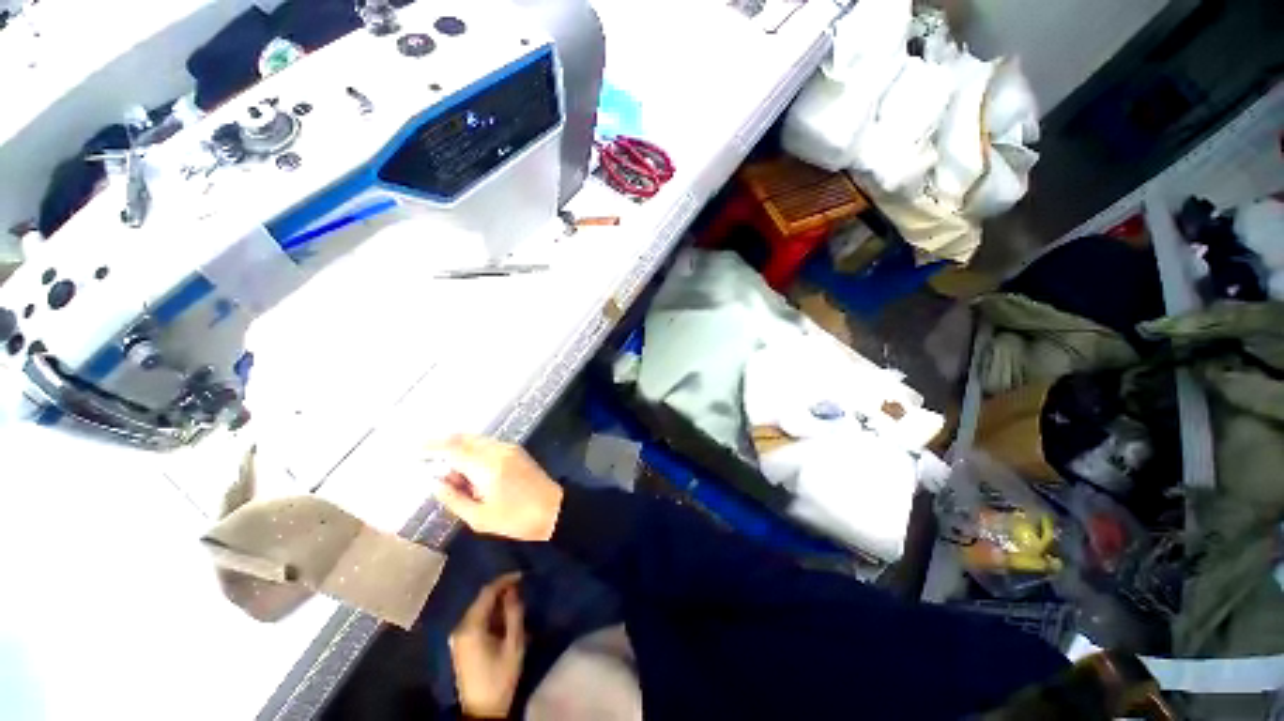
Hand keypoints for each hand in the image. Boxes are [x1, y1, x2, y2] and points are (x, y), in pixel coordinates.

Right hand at [427, 435, 563, 541]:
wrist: (554, 509)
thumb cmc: (517, 519)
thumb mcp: (480, 518)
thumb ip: (454, 499)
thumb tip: (436, 483)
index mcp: (488, 466)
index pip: (455, 448)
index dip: (433, 446)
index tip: (414, 449)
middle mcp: (499, 450)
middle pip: (466, 438)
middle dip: (445, 445)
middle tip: (428, 459)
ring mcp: (510, 448)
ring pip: (477, 440)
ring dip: (460, 449)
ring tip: (452, 475)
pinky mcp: (516, 451)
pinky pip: (489, 445)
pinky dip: (474, 451)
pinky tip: (469, 471)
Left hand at [450, 573, 526, 718]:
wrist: (482, 711)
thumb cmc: (500, 677)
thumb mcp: (514, 644)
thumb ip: (514, 613)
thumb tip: (514, 589)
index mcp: (471, 626)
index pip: (487, 592)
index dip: (505, 579)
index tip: (522, 575)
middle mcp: (460, 627)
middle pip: (480, 599)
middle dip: (501, 590)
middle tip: (520, 586)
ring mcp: (457, 636)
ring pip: (478, 608)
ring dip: (496, 602)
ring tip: (514, 599)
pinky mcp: (460, 644)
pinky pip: (475, 619)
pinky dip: (489, 613)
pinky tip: (502, 615)